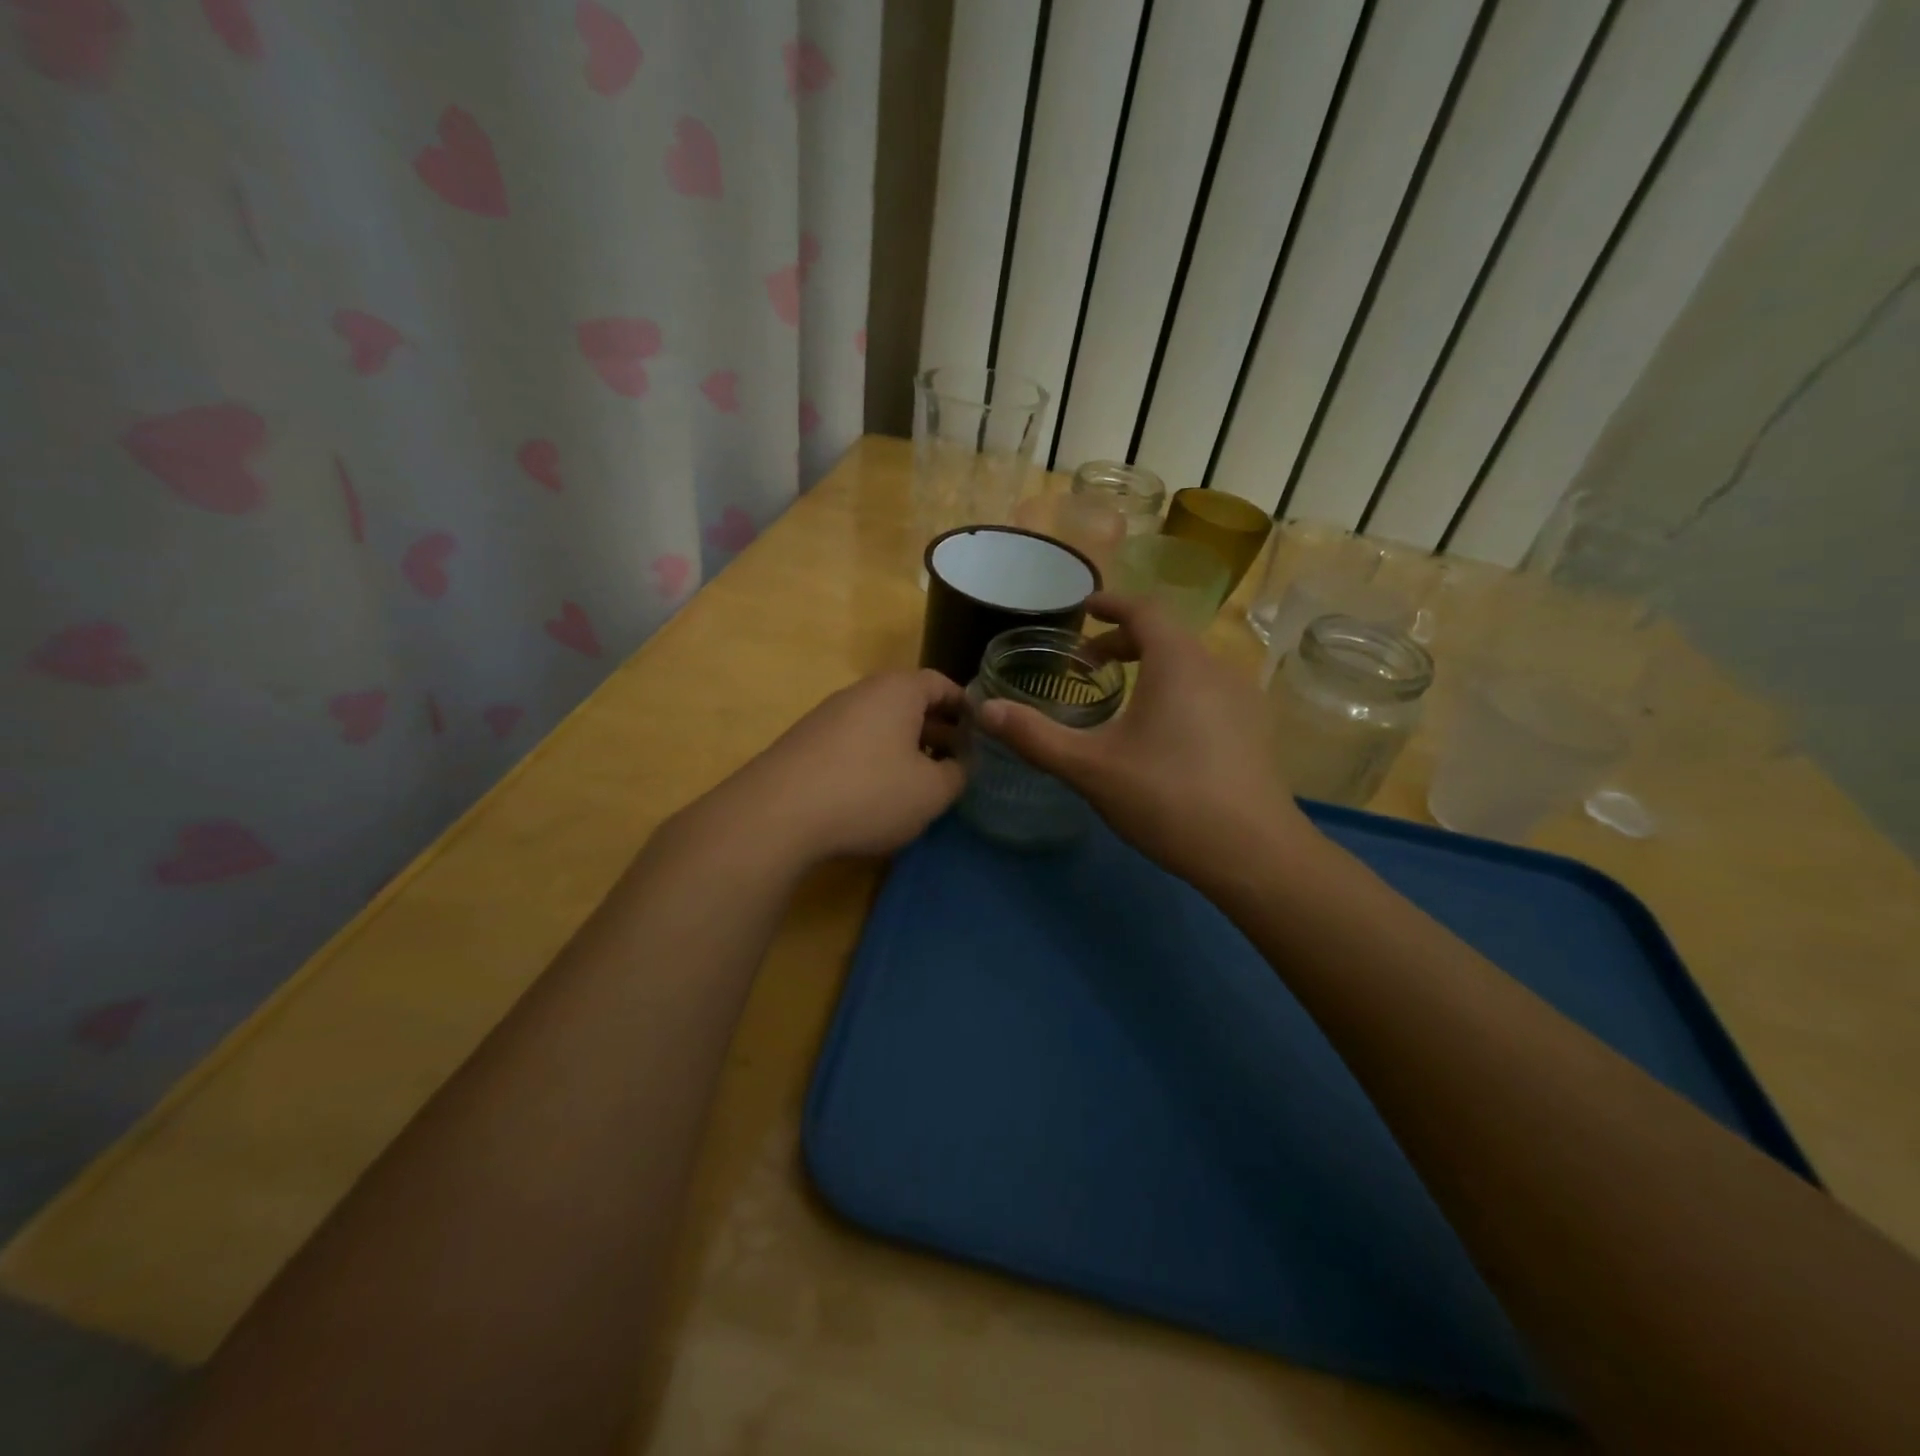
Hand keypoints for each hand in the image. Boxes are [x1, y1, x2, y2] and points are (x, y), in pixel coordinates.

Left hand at [732, 669, 966, 862]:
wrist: (777, 814)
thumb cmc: (869, 792)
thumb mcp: (932, 791)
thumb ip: (958, 774)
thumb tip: (958, 766)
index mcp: (898, 690)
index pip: (942, 684)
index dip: (967, 707)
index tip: (983, 733)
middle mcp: (861, 692)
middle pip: (910, 703)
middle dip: (938, 730)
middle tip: (958, 761)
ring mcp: (828, 716)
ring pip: (881, 724)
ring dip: (906, 747)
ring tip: (922, 781)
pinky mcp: (806, 743)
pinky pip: (855, 742)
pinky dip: (875, 759)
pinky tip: (878, 793)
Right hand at [975, 592, 1318, 892]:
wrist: (1253, 853)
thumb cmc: (1167, 798)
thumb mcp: (1090, 768)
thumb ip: (1035, 736)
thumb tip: (983, 709)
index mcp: (1177, 662)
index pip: (1144, 610)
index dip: (1111, 604)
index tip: (1085, 609)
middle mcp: (1216, 668)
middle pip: (1167, 636)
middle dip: (1125, 641)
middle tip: (1087, 664)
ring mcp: (1242, 700)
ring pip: (1190, 665)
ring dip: (1152, 667)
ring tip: (1120, 698)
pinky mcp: (1254, 730)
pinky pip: (1207, 691)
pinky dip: (1176, 691)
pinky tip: (1160, 734)